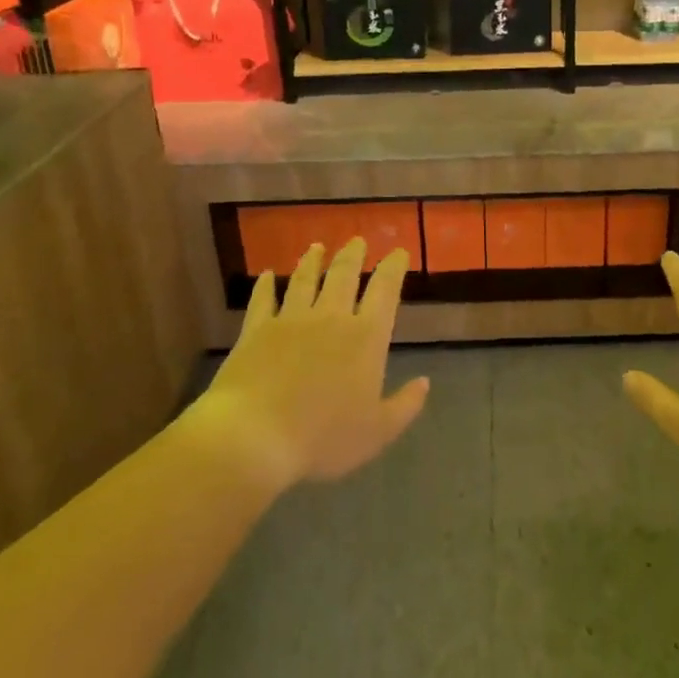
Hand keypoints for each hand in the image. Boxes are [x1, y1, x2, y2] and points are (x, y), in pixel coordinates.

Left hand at [194, 237, 428, 490]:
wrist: (254, 436)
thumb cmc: (323, 437)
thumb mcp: (377, 432)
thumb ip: (405, 406)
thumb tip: (424, 382)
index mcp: (365, 338)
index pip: (385, 291)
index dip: (393, 268)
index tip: (398, 252)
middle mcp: (330, 318)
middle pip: (344, 276)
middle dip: (353, 255)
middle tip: (357, 240)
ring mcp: (290, 320)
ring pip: (305, 280)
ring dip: (313, 261)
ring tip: (317, 247)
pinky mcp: (256, 330)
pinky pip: (263, 300)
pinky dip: (267, 285)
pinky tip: (268, 275)